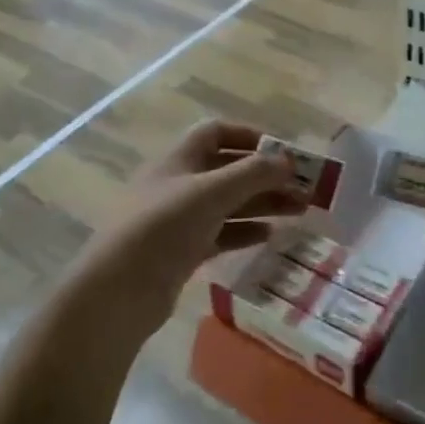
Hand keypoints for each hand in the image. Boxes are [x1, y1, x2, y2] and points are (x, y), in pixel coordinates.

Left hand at [80, 121, 307, 329]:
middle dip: (266, 176)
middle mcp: (178, 183)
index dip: (249, 137)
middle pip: (228, 170)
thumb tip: (288, 159)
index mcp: (178, 159)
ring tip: (300, 211)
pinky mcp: (182, 251)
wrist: (119, 290)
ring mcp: (179, 219)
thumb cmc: (163, 226)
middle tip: (305, 188)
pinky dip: (244, 231)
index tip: (282, 152)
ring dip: (262, 203)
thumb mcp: (211, 193)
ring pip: (228, 203)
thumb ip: (252, 173)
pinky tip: (269, 236)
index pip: (216, 133)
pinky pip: (220, 233)